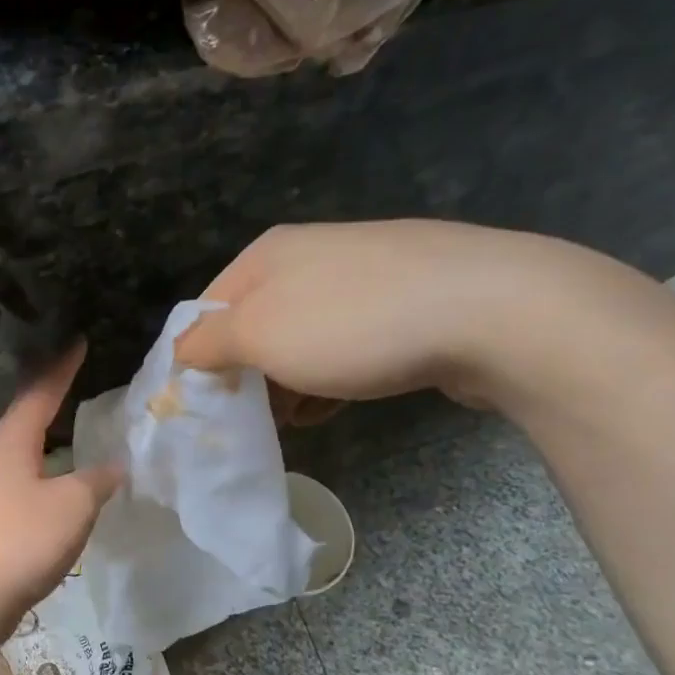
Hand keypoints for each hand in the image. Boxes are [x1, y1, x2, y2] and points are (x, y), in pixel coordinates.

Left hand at [0, 344, 123, 624]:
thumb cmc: (21, 541)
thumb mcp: (73, 505)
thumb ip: (97, 480)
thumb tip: (114, 466)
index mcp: (11, 443)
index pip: (39, 393)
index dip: (61, 368)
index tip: (77, 342)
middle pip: (23, 418)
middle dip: (49, 398)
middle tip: (75, 379)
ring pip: (20, 451)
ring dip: (44, 436)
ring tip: (69, 427)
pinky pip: (20, 481)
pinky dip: (42, 470)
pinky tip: (55, 483)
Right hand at [173, 219, 582, 408]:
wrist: (494, 311)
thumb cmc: (353, 323)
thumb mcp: (258, 335)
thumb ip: (206, 345)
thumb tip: (180, 353)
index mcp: (268, 254)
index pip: (206, 310)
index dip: (197, 359)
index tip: (203, 406)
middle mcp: (311, 256)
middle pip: (254, 325)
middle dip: (246, 375)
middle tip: (249, 418)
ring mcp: (365, 275)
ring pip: (300, 339)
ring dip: (287, 383)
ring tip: (294, 420)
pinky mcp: (407, 302)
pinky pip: (346, 345)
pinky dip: (330, 378)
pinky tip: (335, 405)